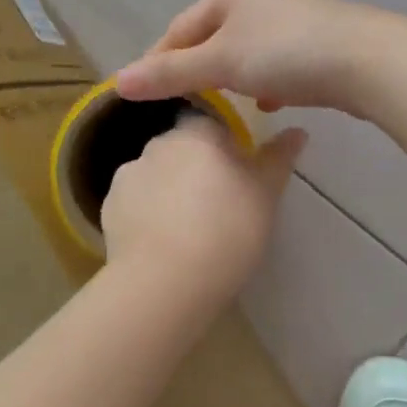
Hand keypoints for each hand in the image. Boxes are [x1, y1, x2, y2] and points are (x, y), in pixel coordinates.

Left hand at [101, 113, 306, 297]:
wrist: (165, 281)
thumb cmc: (227, 230)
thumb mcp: (266, 195)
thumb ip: (278, 158)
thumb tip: (298, 131)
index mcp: (196, 133)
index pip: (213, 125)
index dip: (227, 149)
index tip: (239, 178)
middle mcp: (157, 144)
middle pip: (182, 149)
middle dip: (198, 169)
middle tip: (218, 206)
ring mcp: (127, 176)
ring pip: (157, 176)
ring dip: (171, 191)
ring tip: (188, 231)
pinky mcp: (109, 208)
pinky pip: (136, 203)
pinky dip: (148, 215)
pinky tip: (162, 243)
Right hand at [115, 0, 398, 116]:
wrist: (366, 61)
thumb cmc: (285, 54)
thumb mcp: (220, 63)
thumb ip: (170, 73)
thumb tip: (118, 82)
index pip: (181, 26)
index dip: (158, 59)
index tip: (142, 92)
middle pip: (214, 37)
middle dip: (198, 69)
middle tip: (181, 102)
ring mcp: (294, 17)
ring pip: (247, 51)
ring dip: (232, 77)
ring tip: (222, 106)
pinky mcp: (319, 41)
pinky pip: (277, 61)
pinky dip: (265, 81)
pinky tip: (268, 104)